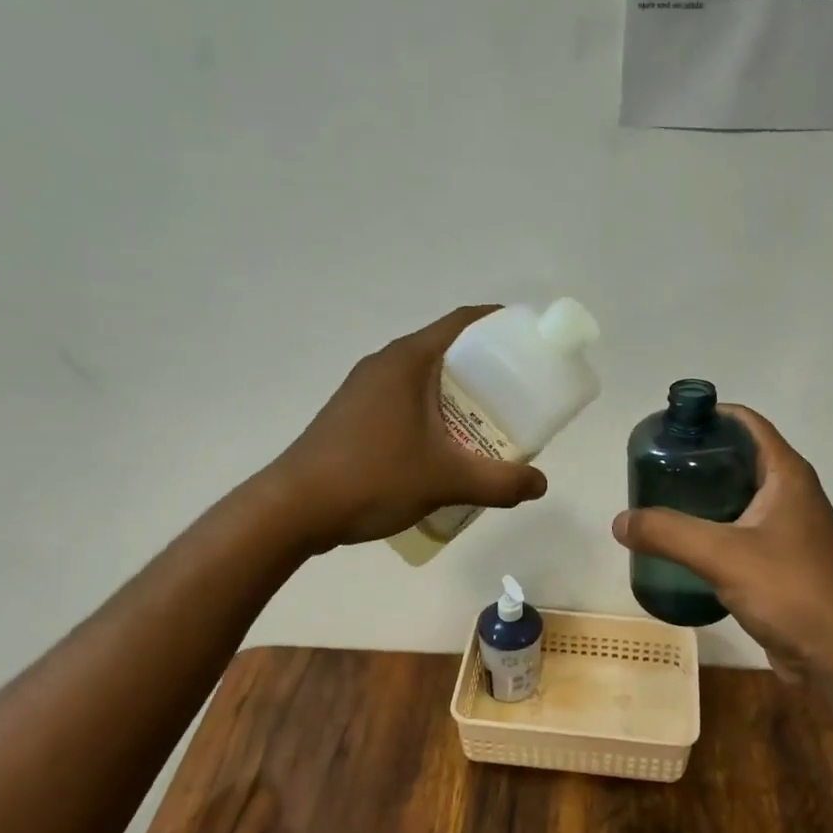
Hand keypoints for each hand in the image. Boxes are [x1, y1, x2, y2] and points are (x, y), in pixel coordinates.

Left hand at [270, 306, 547, 551]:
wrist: (293, 509)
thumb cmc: (372, 478)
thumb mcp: (445, 480)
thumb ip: (500, 482)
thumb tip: (540, 485)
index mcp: (408, 360)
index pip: (463, 323)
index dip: (501, 324)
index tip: (531, 342)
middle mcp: (385, 364)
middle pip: (448, 351)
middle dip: (487, 370)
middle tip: (520, 396)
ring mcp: (365, 390)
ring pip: (426, 380)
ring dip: (460, 396)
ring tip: (490, 425)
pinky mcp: (354, 416)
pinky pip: (407, 402)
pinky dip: (434, 414)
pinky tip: (447, 449)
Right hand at [611, 407, 832, 680]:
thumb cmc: (789, 590)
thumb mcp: (722, 555)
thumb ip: (668, 533)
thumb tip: (620, 521)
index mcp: (787, 475)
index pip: (746, 423)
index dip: (708, 416)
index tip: (667, 427)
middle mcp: (791, 493)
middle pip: (738, 457)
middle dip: (696, 458)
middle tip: (653, 469)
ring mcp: (788, 528)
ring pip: (737, 496)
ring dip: (702, 496)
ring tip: (659, 502)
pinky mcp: (781, 560)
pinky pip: (739, 530)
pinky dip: (711, 528)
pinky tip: (682, 544)